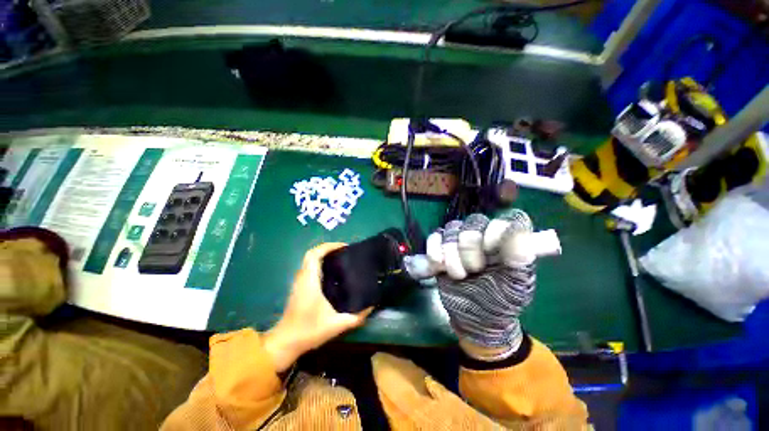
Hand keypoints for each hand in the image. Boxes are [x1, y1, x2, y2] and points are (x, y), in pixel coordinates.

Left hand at [263, 243, 371, 371]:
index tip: (344, 246)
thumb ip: (356, 317)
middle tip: (343, 251)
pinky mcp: (299, 287)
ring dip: (323, 255)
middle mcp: (303, 278)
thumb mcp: (337, 325)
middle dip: (327, 248)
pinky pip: (309, 267)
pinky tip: (332, 271)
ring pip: (309, 260)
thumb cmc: (309, 331)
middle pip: (311, 254)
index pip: (315, 255)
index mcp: (310, 281)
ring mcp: (299, 282)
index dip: (329, 246)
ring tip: (340, 258)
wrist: (285, 342)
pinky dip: (319, 263)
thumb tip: (371, 307)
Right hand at [429, 211, 539, 360]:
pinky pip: (434, 237)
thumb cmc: (499, 302)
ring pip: (452, 229)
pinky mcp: (442, 248)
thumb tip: (520, 231)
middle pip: (473, 222)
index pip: (504, 220)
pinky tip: (438, 266)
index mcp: (507, 242)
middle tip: (474, 270)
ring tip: (457, 275)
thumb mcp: (516, 285)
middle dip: (470, 248)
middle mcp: (484, 236)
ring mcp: (461, 240)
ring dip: (451, 254)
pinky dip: (434, 249)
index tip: (491, 253)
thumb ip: (520, 258)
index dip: (495, 232)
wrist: (473, 318)